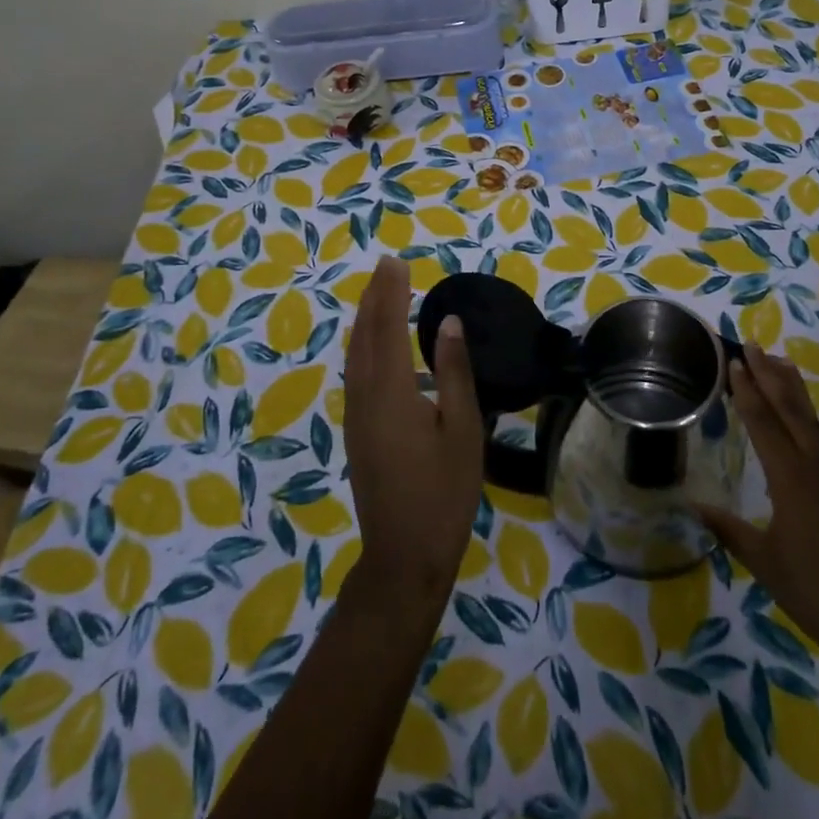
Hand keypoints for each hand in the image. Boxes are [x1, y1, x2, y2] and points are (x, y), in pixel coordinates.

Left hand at [343, 257, 484, 602]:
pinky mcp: (356, 431)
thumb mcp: (463, 430)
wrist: (403, 555)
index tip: (397, 262)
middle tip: (386, 266)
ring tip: (379, 294)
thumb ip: (453, 372)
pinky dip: (363, 345)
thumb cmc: (443, 492)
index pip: (389, 327)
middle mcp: (365, 396)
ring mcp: (356, 415)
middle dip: (374, 297)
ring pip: (355, 353)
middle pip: (364, 335)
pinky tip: (375, 346)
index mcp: (391, 391)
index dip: (392, 292)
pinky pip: (355, 372)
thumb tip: (448, 323)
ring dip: (366, 318)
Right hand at [698, 343, 818, 661]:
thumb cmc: (813, 592)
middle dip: (768, 375)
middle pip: (788, 409)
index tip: (733, 361)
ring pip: (815, 420)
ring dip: (797, 390)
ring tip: (782, 362)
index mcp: (788, 477)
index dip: (745, 389)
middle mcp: (815, 465)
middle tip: (752, 346)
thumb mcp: (763, 561)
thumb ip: (728, 528)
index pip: (761, 421)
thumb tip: (692, 504)